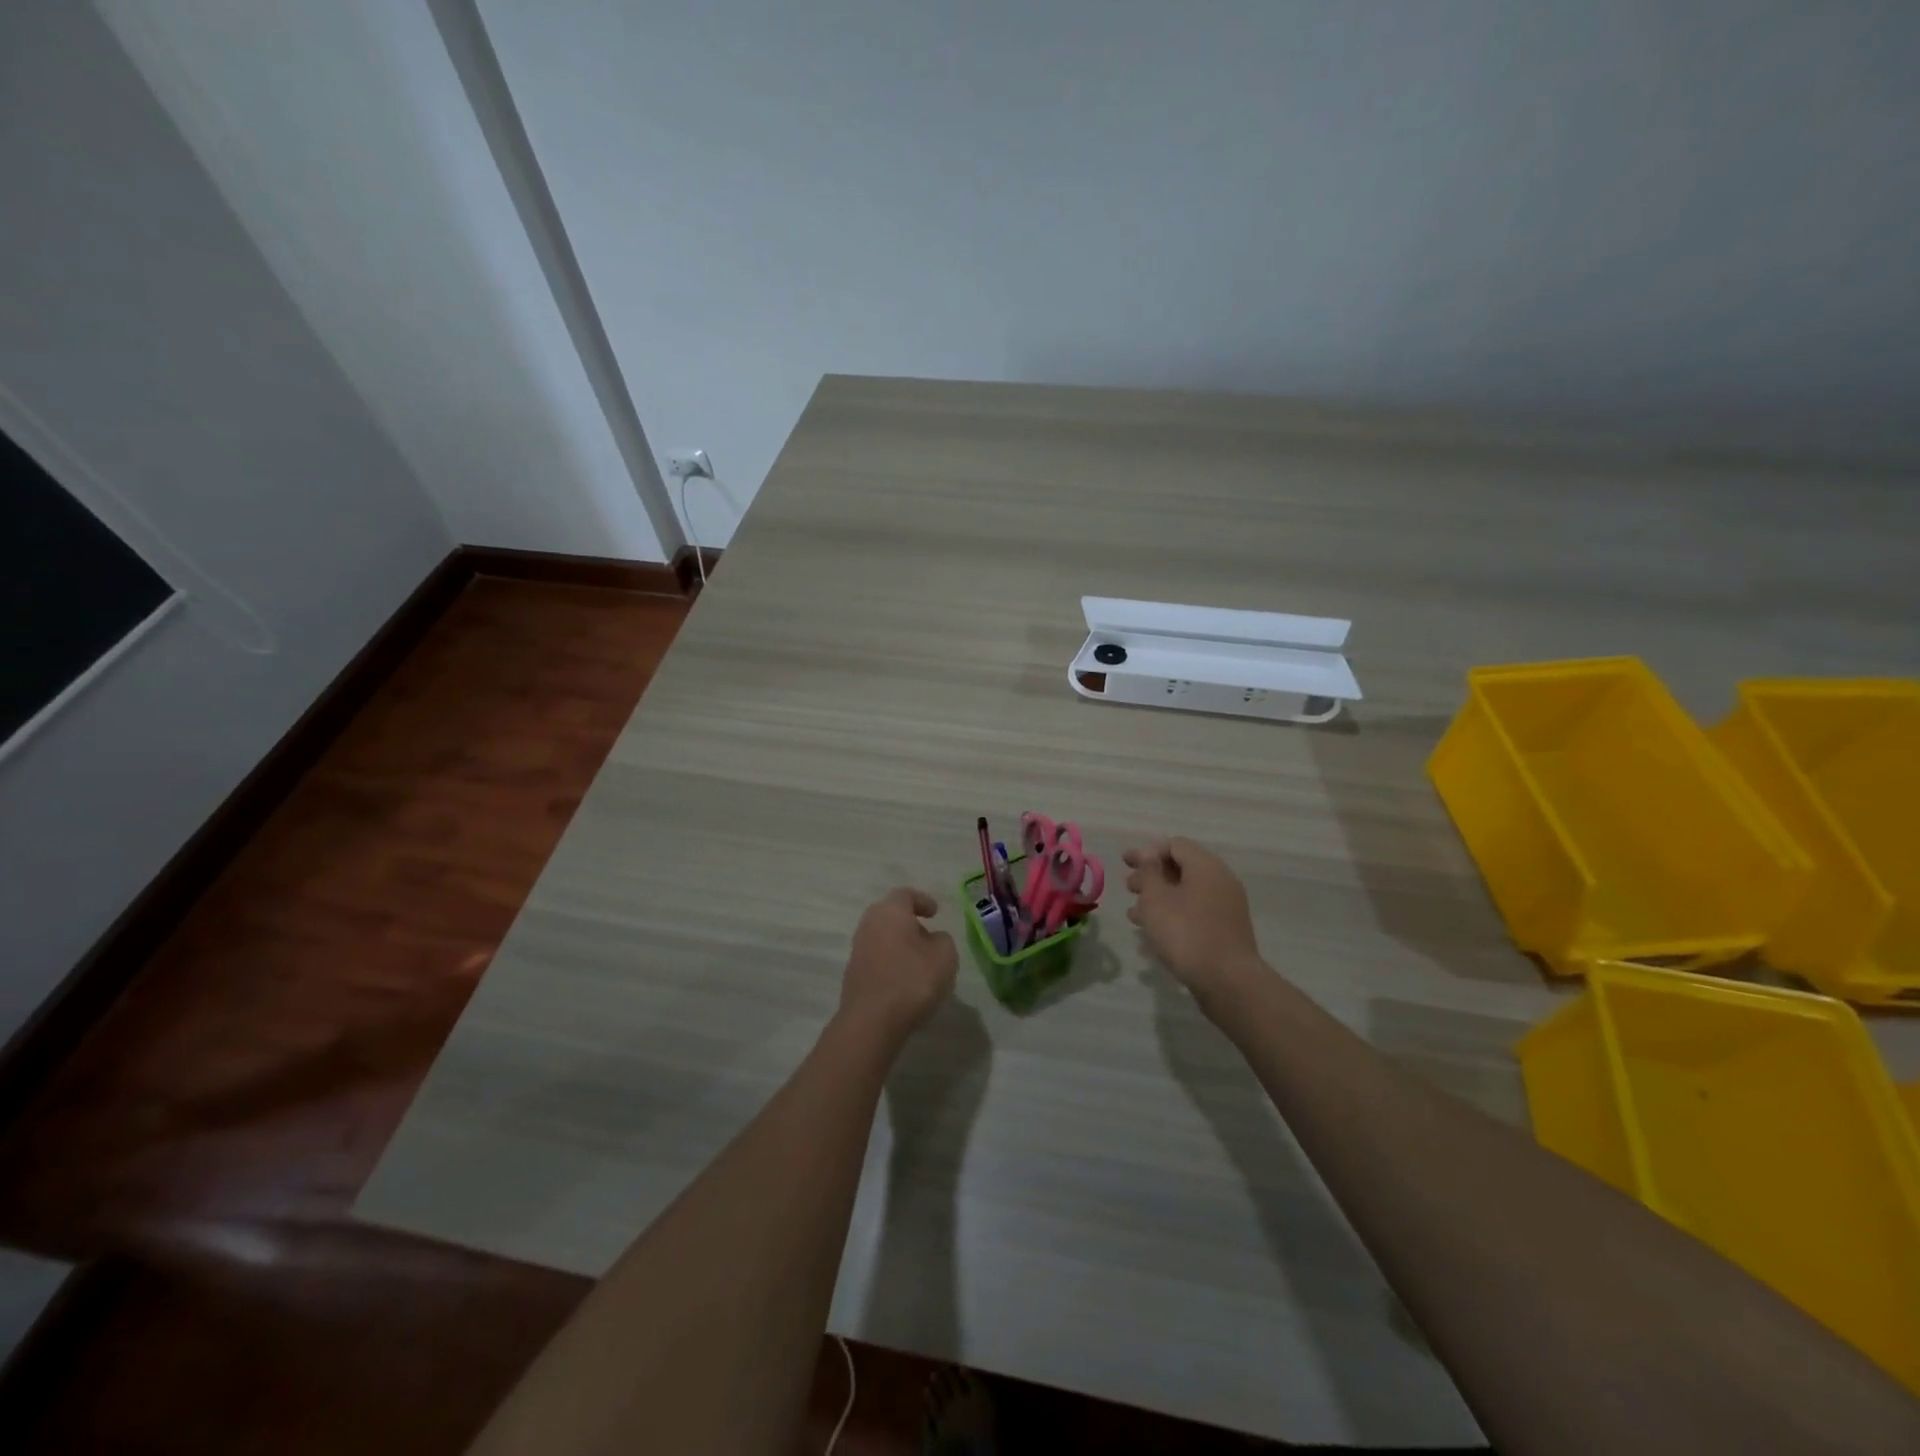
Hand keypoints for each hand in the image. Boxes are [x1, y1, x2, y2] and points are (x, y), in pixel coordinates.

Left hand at [839, 887, 957, 1042]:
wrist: (871, 1021)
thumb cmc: (912, 980)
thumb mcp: (945, 956)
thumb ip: (943, 940)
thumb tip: (933, 939)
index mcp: (890, 912)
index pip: (905, 895)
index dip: (923, 900)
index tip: (935, 912)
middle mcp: (869, 924)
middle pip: (890, 915)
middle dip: (910, 923)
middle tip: (928, 935)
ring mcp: (857, 950)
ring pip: (883, 937)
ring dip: (900, 944)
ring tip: (921, 962)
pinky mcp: (853, 974)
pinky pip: (877, 958)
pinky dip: (892, 962)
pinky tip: (905, 980)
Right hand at [1124, 837, 1264, 1003]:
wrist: (1227, 981)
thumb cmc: (1185, 933)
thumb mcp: (1156, 899)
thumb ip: (1149, 872)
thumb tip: (1149, 854)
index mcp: (1206, 867)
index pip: (1175, 845)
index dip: (1147, 851)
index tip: (1126, 863)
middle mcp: (1220, 881)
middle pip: (1181, 868)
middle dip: (1151, 876)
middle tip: (1128, 887)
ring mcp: (1226, 907)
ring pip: (1186, 893)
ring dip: (1158, 898)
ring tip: (1134, 914)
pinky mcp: (1225, 930)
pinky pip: (1194, 912)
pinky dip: (1173, 914)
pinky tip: (1153, 932)